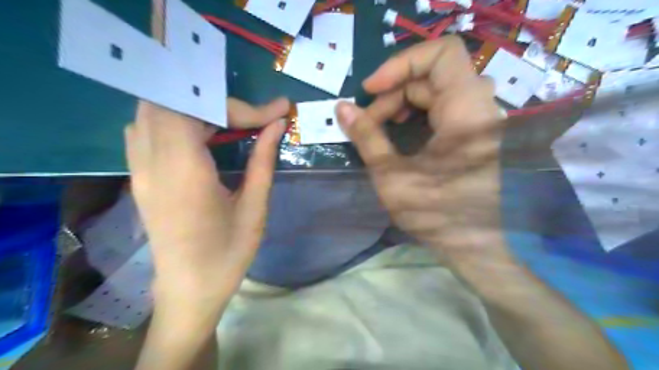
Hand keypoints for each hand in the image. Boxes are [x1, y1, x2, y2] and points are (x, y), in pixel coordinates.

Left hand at [125, 96, 288, 314]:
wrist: (189, 290)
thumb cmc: (228, 254)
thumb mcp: (254, 207)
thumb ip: (263, 160)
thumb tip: (277, 124)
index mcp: (184, 172)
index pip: (199, 110)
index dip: (240, 106)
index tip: (276, 111)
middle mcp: (152, 163)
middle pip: (170, 101)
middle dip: (216, 102)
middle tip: (249, 119)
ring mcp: (139, 169)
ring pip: (154, 111)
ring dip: (194, 108)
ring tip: (229, 125)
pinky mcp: (139, 176)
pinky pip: (146, 129)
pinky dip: (176, 120)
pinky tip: (201, 136)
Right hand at [337, 35, 505, 262]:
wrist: (472, 245)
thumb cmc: (434, 214)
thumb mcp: (391, 175)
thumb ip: (366, 136)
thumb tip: (341, 108)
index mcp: (466, 112)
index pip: (442, 53)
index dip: (402, 64)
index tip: (371, 89)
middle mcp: (479, 108)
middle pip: (432, 75)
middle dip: (395, 92)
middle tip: (368, 119)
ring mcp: (479, 120)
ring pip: (437, 90)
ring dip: (404, 101)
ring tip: (381, 125)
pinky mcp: (474, 132)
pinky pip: (444, 105)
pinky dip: (418, 111)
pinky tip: (401, 129)